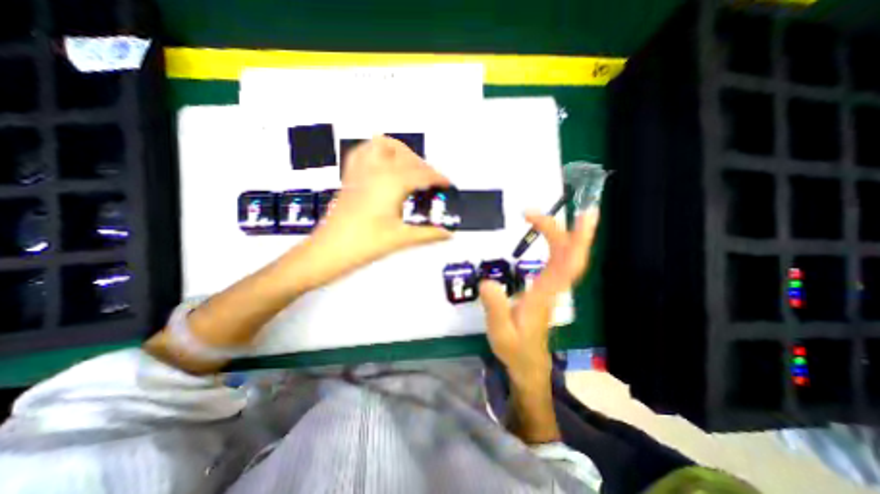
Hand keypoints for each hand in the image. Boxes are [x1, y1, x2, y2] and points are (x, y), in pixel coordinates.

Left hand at [291, 135, 452, 289]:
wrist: (329, 251)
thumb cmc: (363, 244)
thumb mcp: (401, 238)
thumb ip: (428, 234)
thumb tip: (447, 234)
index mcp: (391, 183)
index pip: (422, 174)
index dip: (437, 177)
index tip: (446, 183)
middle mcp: (376, 171)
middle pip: (406, 156)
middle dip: (423, 165)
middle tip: (430, 181)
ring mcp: (360, 171)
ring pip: (383, 145)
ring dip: (401, 151)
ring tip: (410, 167)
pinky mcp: (350, 177)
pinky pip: (363, 152)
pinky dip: (378, 152)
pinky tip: (384, 165)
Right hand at [478, 207, 601, 387]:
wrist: (528, 364)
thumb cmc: (515, 349)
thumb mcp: (500, 333)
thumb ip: (495, 309)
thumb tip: (488, 282)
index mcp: (544, 295)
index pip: (564, 264)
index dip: (571, 239)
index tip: (568, 216)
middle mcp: (553, 287)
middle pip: (569, 254)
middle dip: (561, 229)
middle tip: (534, 211)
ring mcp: (552, 287)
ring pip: (567, 257)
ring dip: (562, 233)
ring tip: (544, 216)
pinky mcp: (547, 289)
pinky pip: (558, 262)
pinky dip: (558, 244)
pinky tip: (549, 235)